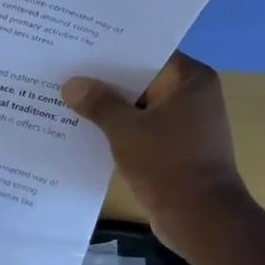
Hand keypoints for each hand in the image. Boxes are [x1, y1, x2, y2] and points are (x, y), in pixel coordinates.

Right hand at [61, 52, 250, 258]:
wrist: (200, 218)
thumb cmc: (169, 164)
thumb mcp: (126, 130)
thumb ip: (98, 103)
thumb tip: (72, 84)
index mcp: (190, 80)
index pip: (147, 52)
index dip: (113, 49)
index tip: (79, 46)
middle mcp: (191, 96)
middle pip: (140, 78)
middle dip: (104, 79)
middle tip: (64, 70)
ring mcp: (183, 123)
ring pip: (137, 106)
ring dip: (108, 107)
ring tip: (66, 98)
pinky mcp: (173, 148)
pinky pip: (139, 129)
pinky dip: (116, 129)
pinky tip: (83, 129)